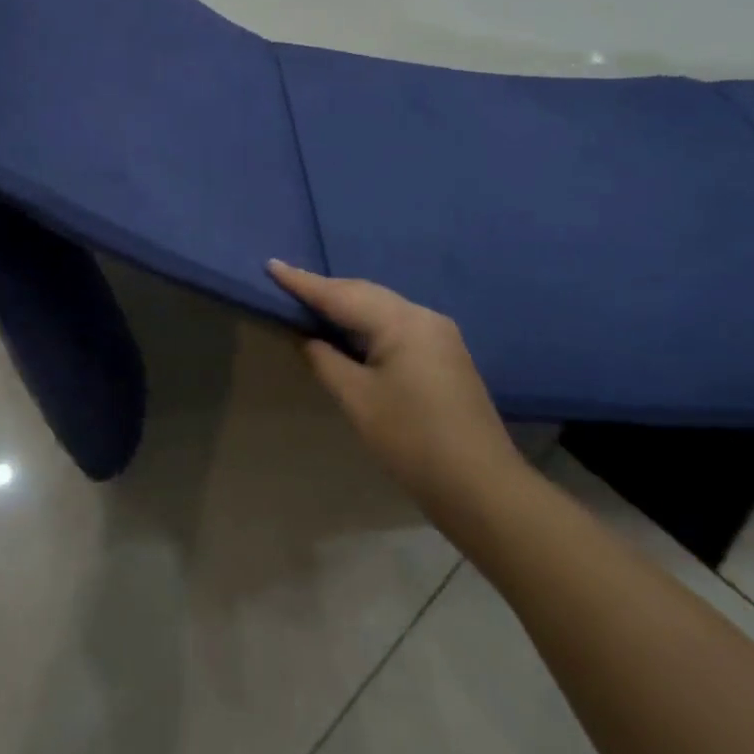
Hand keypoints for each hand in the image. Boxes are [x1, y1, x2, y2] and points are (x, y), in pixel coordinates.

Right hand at [267, 261, 524, 504]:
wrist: (482, 488)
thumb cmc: (412, 441)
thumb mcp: (358, 400)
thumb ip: (325, 360)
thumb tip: (307, 337)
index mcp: (401, 321)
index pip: (341, 294)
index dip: (303, 282)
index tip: (271, 264)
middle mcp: (423, 316)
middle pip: (364, 294)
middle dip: (326, 290)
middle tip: (287, 284)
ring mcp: (440, 334)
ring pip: (382, 307)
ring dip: (347, 305)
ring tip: (311, 305)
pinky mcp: (446, 354)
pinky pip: (397, 324)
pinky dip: (367, 322)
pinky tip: (351, 332)